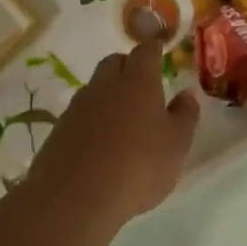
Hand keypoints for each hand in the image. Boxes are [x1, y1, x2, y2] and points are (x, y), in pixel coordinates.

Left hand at [23, 41, 200, 224]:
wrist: (75, 197)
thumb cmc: (138, 167)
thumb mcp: (176, 145)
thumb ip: (185, 115)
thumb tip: (187, 93)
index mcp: (138, 82)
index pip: (146, 51)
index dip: (154, 48)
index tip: (160, 48)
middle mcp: (105, 85)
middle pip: (114, 62)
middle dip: (128, 65)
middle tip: (142, 82)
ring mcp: (78, 106)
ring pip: (95, 87)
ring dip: (108, 92)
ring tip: (123, 115)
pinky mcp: (59, 129)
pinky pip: (80, 113)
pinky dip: (92, 118)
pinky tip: (100, 141)